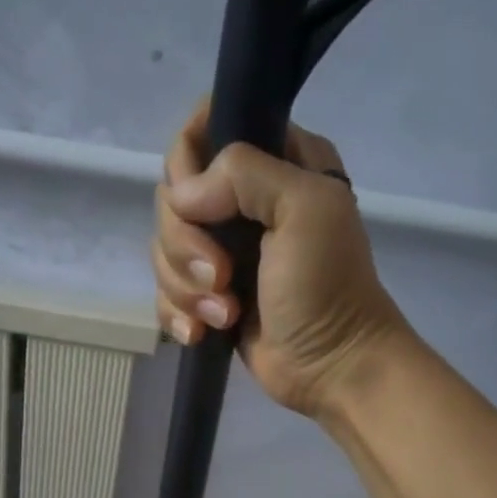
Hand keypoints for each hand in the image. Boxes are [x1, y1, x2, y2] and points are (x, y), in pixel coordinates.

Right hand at [151, 102, 410, 418]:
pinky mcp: (207, 294)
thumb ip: (245, 175)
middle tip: (223, 276)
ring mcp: (222, 250)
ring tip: (225, 313)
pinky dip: (178, 315)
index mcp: (275, 162)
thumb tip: (182, 197)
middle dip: (186, 245)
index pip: (204, 130)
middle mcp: (243, 200)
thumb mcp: (305, 210)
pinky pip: (165, 291)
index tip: (197, 203)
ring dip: (187, 288)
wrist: (333, 367)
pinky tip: (203, 333)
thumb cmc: (328, 287)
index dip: (187, 162)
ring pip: (163, 248)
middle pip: (172, 197)